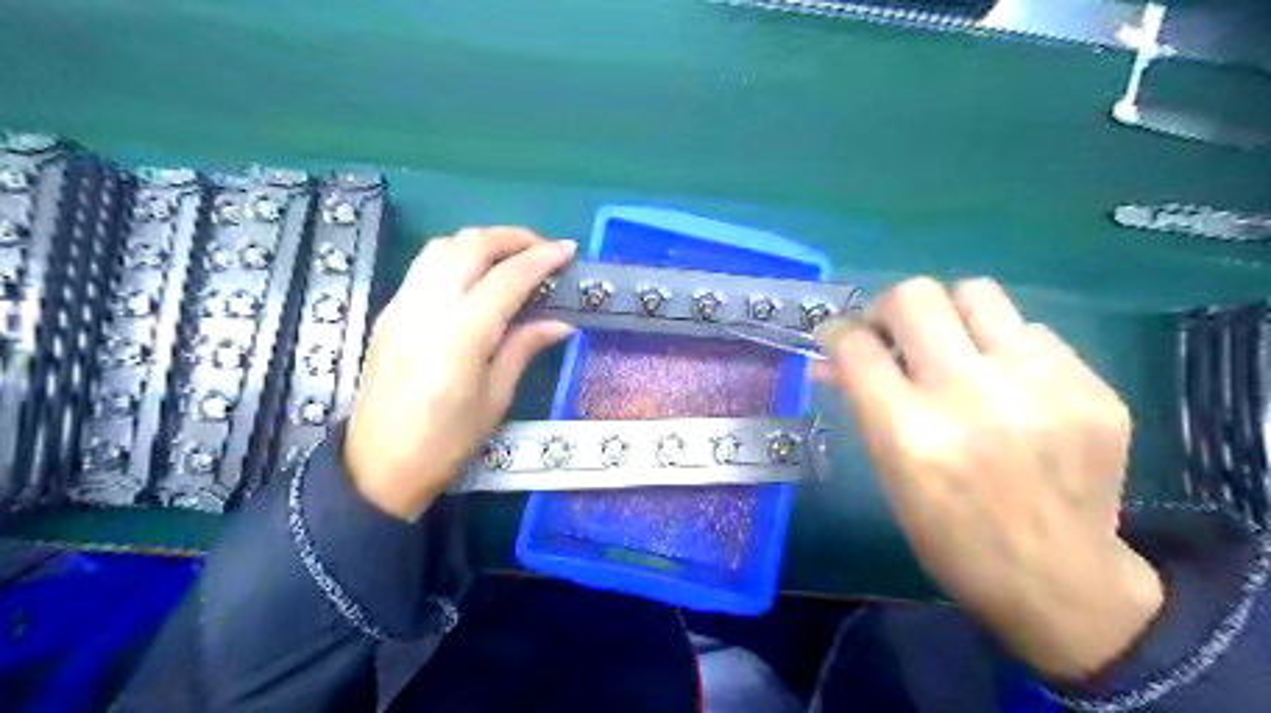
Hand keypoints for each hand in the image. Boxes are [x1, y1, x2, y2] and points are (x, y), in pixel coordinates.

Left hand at [343, 229, 569, 517]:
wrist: (378, 465)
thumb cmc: (447, 442)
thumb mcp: (496, 398)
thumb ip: (524, 348)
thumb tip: (560, 323)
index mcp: (462, 334)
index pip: (507, 278)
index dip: (542, 258)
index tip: (568, 250)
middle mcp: (428, 307)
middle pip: (471, 246)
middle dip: (512, 237)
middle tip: (543, 249)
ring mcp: (403, 305)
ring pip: (442, 247)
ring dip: (481, 241)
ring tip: (510, 257)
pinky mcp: (389, 312)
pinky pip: (425, 266)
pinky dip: (456, 256)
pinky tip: (475, 277)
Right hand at [815, 276, 1160, 677]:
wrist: (1058, 581)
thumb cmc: (949, 536)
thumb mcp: (889, 473)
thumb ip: (861, 403)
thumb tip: (830, 357)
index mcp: (909, 432)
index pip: (855, 345)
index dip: (836, 332)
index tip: (838, 337)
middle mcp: (972, 397)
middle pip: (915, 296)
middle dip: (888, 308)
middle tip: (891, 334)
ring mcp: (1040, 387)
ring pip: (977, 293)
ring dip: (949, 315)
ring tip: (952, 347)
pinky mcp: (1091, 388)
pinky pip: (1031, 332)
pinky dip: (1004, 348)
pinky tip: (1007, 384)